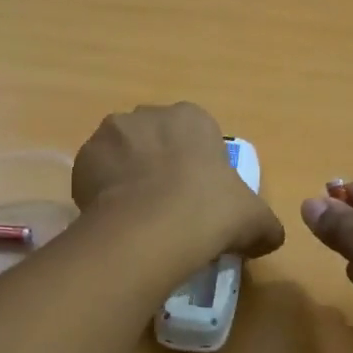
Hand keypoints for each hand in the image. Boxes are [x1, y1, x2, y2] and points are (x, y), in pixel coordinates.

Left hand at [73, 103, 284, 263]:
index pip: (195, 136)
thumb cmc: (210, 212)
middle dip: (158, 165)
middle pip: (154, 140)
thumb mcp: (255, 220)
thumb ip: (265, 225)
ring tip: (137, 216)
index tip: (197, 197)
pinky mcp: (81, 160)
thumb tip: (270, 238)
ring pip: (121, 155)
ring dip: (127, 176)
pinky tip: (115, 219)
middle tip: (166, 206)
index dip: (196, 166)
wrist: (152, 229)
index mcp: (192, 118)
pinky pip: (94, 176)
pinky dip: (102, 194)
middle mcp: (147, 115)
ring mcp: (110, 134)